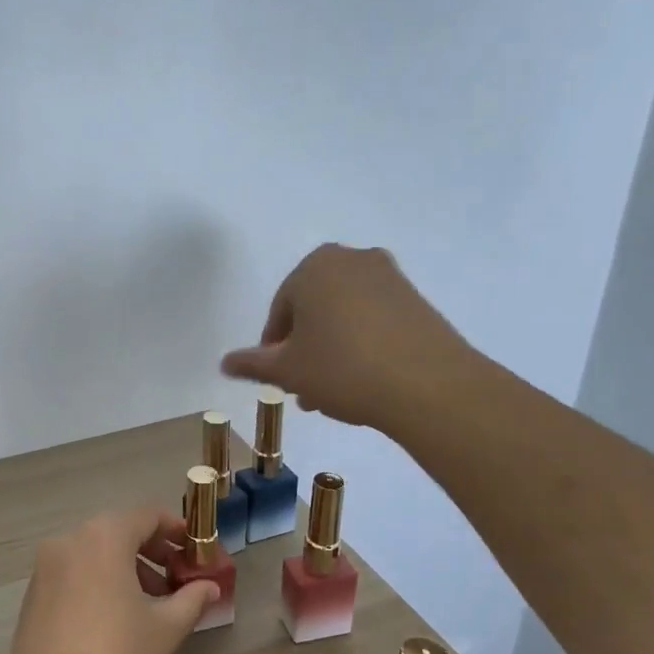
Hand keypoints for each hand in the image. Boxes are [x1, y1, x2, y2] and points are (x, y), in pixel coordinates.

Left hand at [0, 507, 218, 653]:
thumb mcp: (164, 628)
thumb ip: (191, 599)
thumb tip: (210, 587)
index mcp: (103, 536)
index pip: (147, 515)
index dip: (178, 529)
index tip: (198, 551)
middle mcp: (69, 540)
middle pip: (119, 531)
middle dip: (153, 551)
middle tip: (180, 579)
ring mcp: (45, 567)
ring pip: (95, 553)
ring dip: (128, 568)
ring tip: (154, 603)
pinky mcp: (33, 595)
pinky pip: (75, 573)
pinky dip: (100, 581)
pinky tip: (117, 618)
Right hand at [219, 243, 477, 429]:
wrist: (428, 385)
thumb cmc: (342, 369)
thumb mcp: (288, 370)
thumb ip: (253, 363)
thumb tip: (224, 363)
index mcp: (314, 267)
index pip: (281, 310)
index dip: (274, 348)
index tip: (280, 379)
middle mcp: (352, 260)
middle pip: (314, 310)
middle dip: (305, 350)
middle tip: (304, 389)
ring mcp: (390, 278)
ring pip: (344, 317)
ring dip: (332, 351)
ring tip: (332, 394)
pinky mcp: (417, 300)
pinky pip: (374, 321)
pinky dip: (362, 345)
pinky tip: (363, 381)